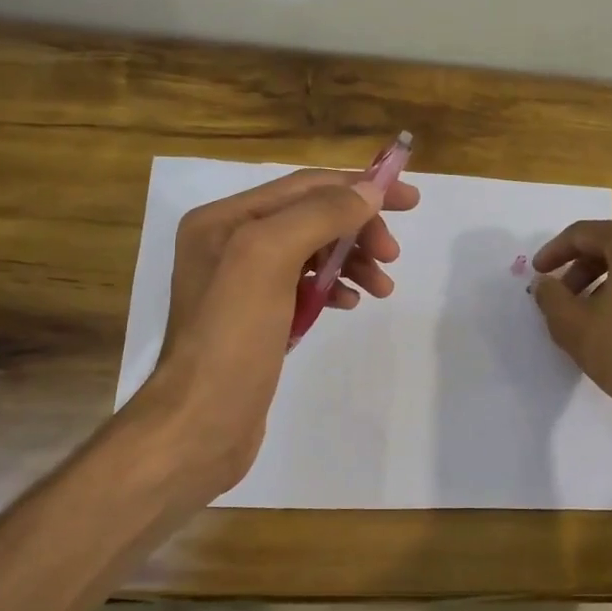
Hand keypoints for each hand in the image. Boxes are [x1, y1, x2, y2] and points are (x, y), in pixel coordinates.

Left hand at [129, 167, 419, 508]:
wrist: (201, 424)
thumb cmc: (232, 337)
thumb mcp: (268, 259)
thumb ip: (318, 216)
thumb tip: (368, 191)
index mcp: (224, 219)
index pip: (305, 186)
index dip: (360, 187)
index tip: (410, 200)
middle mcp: (229, 243)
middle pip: (311, 217)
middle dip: (358, 229)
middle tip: (392, 256)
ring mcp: (242, 283)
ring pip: (312, 253)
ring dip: (352, 261)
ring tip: (383, 287)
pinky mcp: (257, 319)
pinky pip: (305, 287)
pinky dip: (334, 288)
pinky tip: (351, 303)